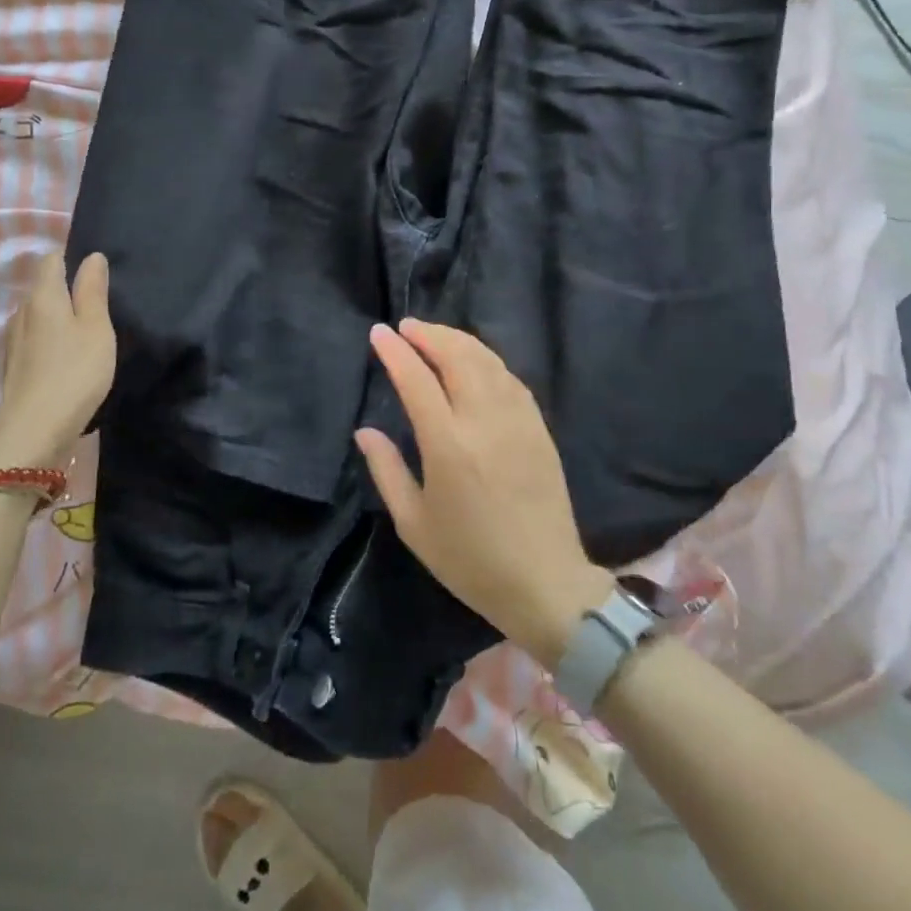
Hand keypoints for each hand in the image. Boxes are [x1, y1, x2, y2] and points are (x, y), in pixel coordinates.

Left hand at [0, 251, 115, 466]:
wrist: (35, 431)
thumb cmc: (75, 372)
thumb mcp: (96, 327)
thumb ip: (93, 290)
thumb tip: (92, 256)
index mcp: (43, 296)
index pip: (51, 259)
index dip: (71, 259)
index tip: (95, 274)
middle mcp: (21, 312)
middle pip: (43, 288)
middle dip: (66, 289)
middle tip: (97, 304)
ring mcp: (13, 340)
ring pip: (37, 316)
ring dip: (58, 318)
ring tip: (84, 332)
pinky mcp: (14, 366)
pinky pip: (34, 339)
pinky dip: (50, 341)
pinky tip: (66, 359)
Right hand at [355, 320, 613, 665]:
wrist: (545, 584)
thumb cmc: (470, 560)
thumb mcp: (413, 523)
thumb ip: (386, 470)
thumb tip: (365, 431)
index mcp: (448, 445)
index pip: (417, 380)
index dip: (396, 352)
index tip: (379, 333)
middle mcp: (484, 422)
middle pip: (457, 357)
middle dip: (429, 334)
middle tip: (407, 327)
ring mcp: (518, 422)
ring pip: (488, 361)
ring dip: (459, 340)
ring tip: (435, 335)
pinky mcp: (539, 429)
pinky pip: (510, 379)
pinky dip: (487, 360)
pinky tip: (475, 361)